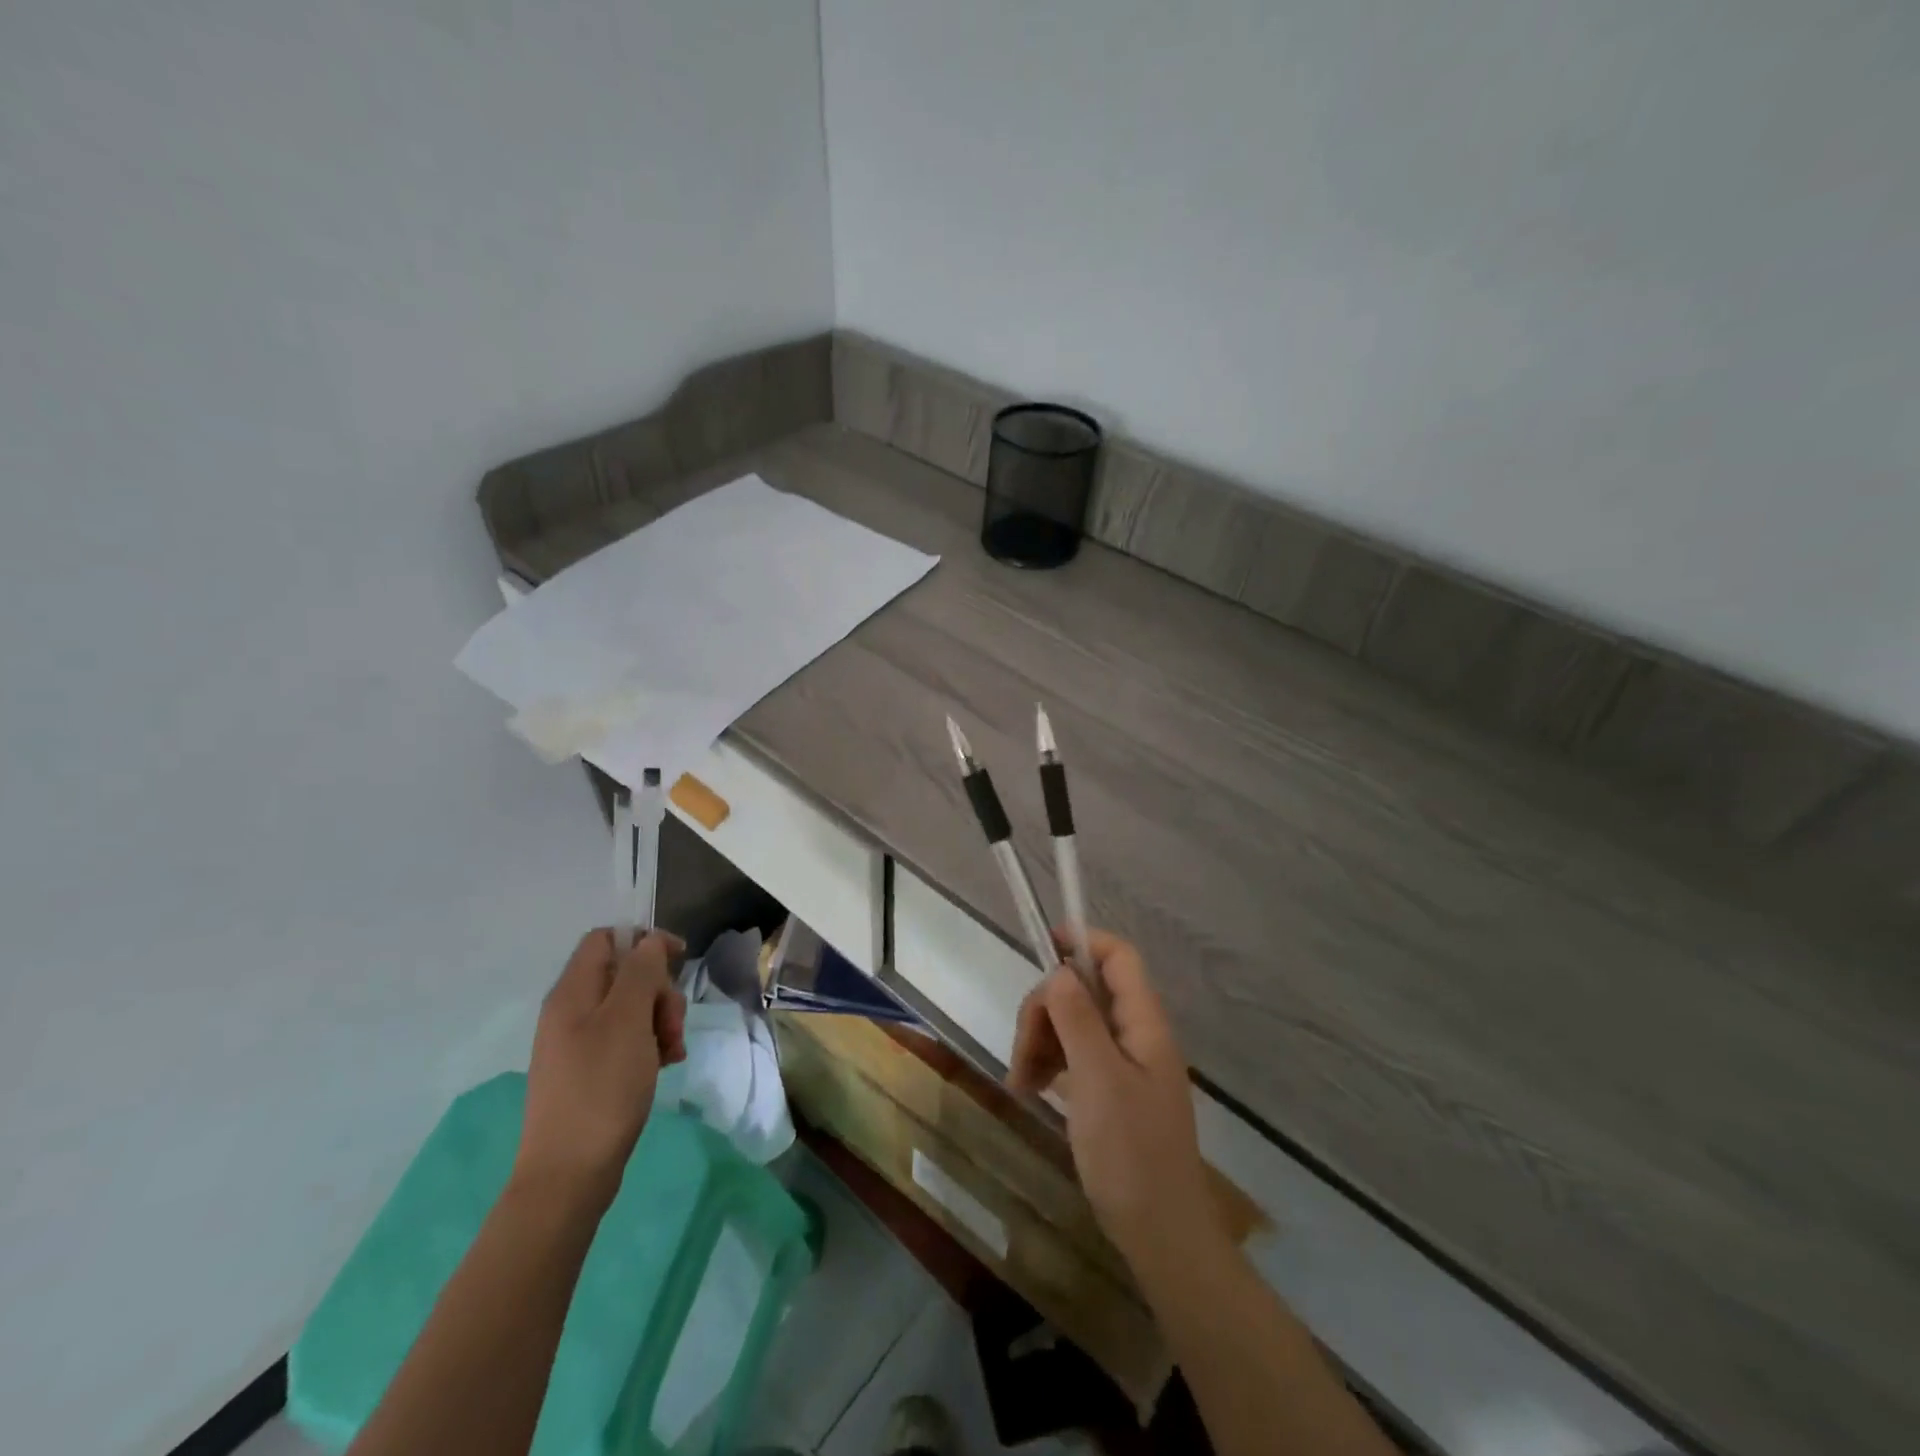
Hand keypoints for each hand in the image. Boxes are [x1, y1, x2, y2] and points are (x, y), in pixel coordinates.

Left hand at [513, 928, 687, 1210]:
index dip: (644, 941)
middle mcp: (571, 1011)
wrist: (569, 1174)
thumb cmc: (601, 1088)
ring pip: (631, 1007)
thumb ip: (641, 972)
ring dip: (660, 1019)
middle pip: (624, 974)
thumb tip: (649, 943)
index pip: (606, 939)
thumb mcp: (628, 1021)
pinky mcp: (589, 1070)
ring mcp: (578, 1043)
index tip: (679, 960)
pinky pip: (626, 1038)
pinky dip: (650, 1044)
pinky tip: (665, 1065)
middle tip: (672, 1024)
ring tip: (672, 1051)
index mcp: (572, 993)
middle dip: (659, 990)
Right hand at [1008, 928, 1219, 1276]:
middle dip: (1045, 1009)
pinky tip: (1029, 1089)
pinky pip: (1073, 1056)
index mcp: (1143, 1023)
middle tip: (1022, 1049)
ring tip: (1020, 1081)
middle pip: (1084, 990)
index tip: (1042, 949)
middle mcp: (1135, 1034)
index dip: (1084, 941)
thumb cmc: (1131, 1153)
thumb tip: (1059, 970)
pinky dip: (1048, 1064)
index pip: (1118, 957)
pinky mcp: (1109, 1090)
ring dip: (1040, 1040)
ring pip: (1072, 1023)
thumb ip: (1078, 1018)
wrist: (1159, 1234)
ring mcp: (1122, 1063)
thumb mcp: (1098, 1079)